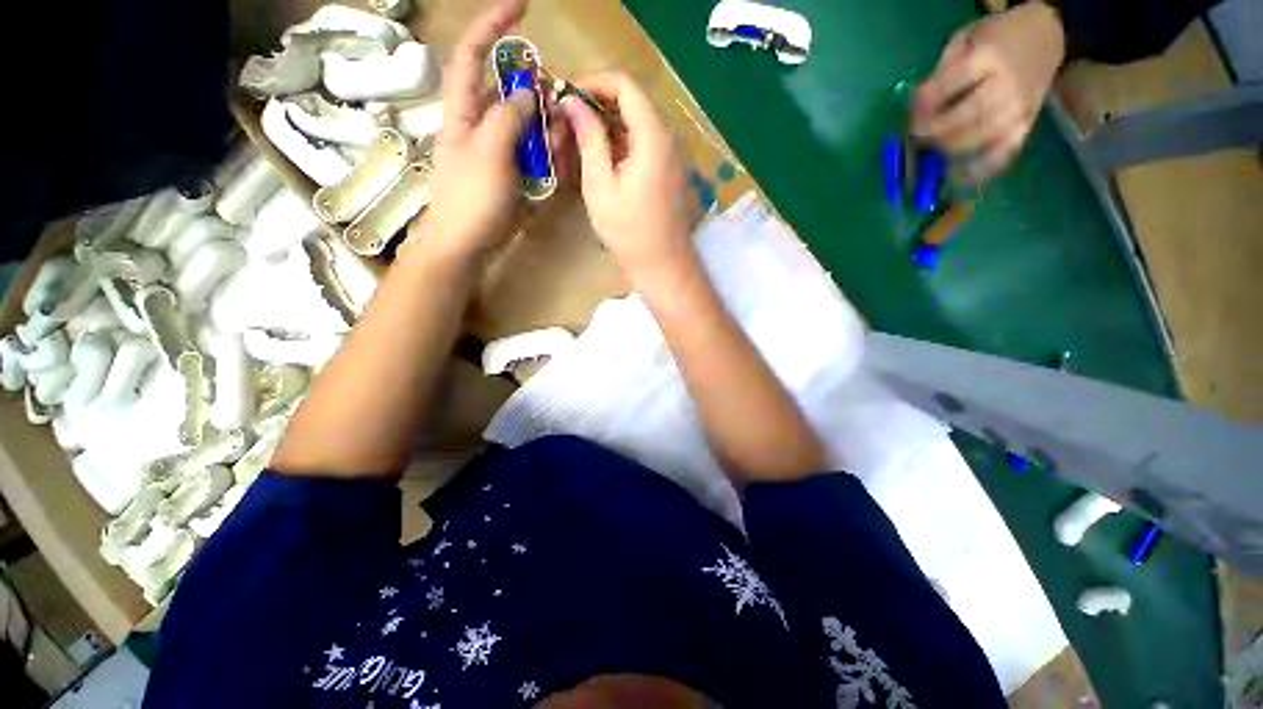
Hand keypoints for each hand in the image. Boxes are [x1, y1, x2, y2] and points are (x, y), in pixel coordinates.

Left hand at [411, 0, 535, 264]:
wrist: (467, 246)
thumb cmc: (470, 200)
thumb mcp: (488, 154)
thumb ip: (507, 118)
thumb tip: (526, 93)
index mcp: (464, 113)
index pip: (474, 56)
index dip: (493, 27)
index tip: (522, 8)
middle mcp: (481, 125)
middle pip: (509, 91)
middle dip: (535, 88)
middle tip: (559, 99)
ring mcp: (499, 151)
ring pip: (526, 124)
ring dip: (547, 124)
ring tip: (563, 135)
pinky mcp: (512, 174)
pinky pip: (534, 153)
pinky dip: (549, 151)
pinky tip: (561, 157)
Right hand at [558, 72, 701, 285]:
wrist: (663, 266)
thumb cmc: (629, 232)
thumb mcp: (601, 186)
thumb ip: (589, 139)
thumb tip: (572, 102)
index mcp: (653, 135)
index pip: (624, 85)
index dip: (592, 83)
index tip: (566, 99)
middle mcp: (669, 138)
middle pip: (631, 104)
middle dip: (596, 109)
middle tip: (567, 129)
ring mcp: (672, 157)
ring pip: (636, 127)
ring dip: (606, 131)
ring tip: (577, 149)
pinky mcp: (670, 173)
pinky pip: (644, 147)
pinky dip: (621, 148)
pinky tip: (601, 166)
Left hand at [911, 1, 1065, 181]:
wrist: (1042, 38)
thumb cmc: (993, 40)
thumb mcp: (963, 41)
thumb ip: (941, 72)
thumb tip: (917, 110)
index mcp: (988, 57)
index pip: (948, 86)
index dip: (924, 105)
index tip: (910, 115)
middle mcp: (1006, 85)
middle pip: (963, 118)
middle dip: (933, 132)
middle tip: (919, 138)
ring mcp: (1018, 109)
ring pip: (977, 140)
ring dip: (947, 151)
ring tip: (931, 153)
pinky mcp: (1026, 127)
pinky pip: (1001, 157)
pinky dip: (976, 172)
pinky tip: (955, 179)